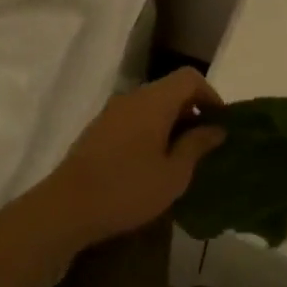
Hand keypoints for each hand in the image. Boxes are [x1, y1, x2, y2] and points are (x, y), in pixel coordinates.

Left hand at [39, 68, 226, 247]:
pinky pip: (133, 119)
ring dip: (171, 123)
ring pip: (151, 105)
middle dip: (192, 111)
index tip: (220, 123)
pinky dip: (151, 131)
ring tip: (181, 156)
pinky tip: (152, 163)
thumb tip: (216, 128)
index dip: (210, 95)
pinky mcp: (97, 131)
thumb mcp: (174, 173)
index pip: (189, 78)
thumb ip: (197, 145)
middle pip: (170, 90)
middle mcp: (132, 98)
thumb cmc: (128, 189)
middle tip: (205, 143)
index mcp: (154, 102)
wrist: (66, 208)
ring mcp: (111, 113)